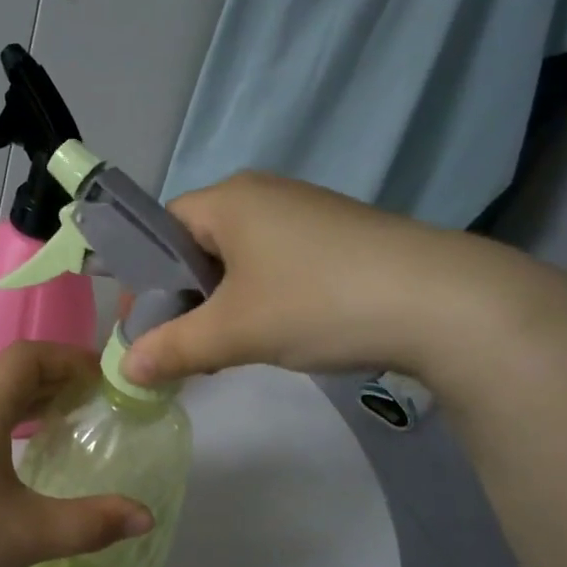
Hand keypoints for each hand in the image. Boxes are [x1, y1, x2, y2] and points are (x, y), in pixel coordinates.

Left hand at [0, 342, 153, 566]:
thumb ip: (92, 522)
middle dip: (58, 377)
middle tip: (100, 399)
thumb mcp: (30, 534)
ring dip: (34, 399)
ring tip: (72, 420)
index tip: (105, 377)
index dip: (70, 357)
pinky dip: (12, 420)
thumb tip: (146, 516)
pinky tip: (28, 452)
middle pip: (12, 372)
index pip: (27, 357)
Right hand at [120, 172, 500, 387]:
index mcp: (229, 199)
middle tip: (181, 345)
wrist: (442, 302)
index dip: (144, 278)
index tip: (144, 326)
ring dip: (222, 303)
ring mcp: (305, 213)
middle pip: (198, 244)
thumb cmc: (317, 302)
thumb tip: (124, 371)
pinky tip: (275, 333)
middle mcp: (263, 194)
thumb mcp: (233, 332)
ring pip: (238, 259)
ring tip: (226, 348)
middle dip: (183, 297)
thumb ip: (173, 348)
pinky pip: (276, 264)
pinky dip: (260, 298)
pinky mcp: (338, 237)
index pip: (161, 228)